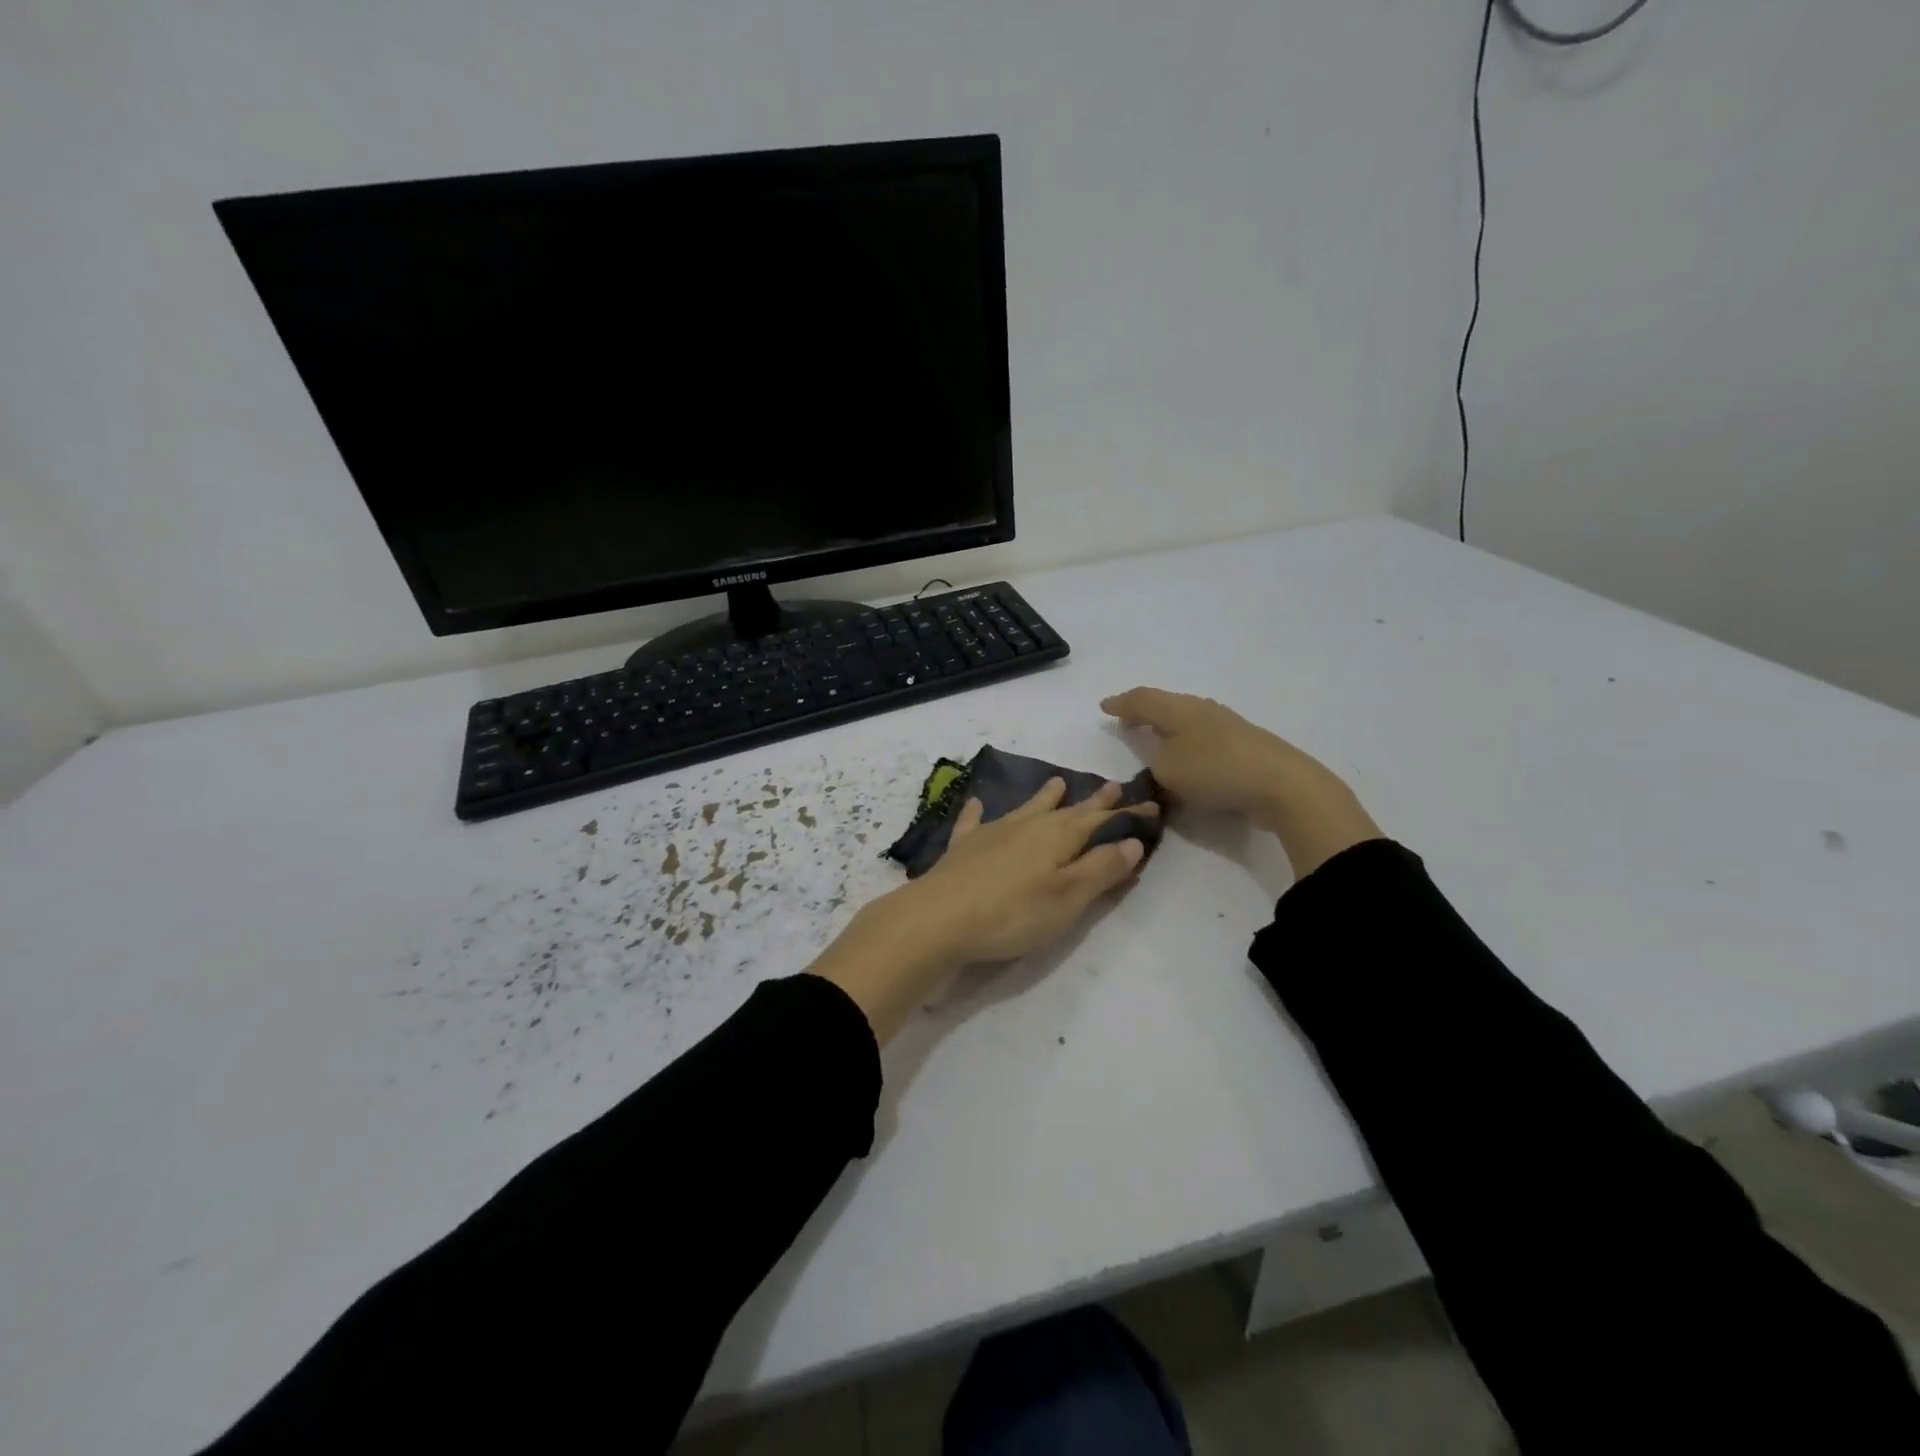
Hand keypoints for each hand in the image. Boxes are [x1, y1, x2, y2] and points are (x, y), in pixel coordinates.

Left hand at [810, 779, 1156, 1039]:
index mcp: (1058, 835)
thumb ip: (1101, 868)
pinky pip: (974, 821)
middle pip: (1067, 809)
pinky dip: (978, 812)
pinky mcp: (964, 847)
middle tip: (1112, 786)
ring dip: (1044, 797)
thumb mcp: (1069, 897)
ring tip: (1057, 782)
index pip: (1102, 820)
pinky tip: (977, 803)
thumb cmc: (1013, 913)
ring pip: (1026, 808)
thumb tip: (1132, 840)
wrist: (939, 917)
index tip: (1150, 806)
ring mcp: (992, 832)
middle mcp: (1028, 824)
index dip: (1126, 815)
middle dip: (1092, 800)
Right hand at [1101, 686, 1380, 876]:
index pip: (1142, 700)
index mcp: (1178, 709)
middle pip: (1166, 704)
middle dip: (1145, 711)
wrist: (1282, 784)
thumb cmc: (1215, 771)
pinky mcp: (1245, 745)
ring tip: (1155, 736)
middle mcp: (1202, 710)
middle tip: (1128, 718)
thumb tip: (1161, 760)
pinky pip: (1203, 738)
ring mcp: (1227, 725)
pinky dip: (1187, 743)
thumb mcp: (1168, 771)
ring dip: (1168, 727)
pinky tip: (1189, 755)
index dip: (1121, 704)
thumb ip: (1154, 763)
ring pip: (1187, 719)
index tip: (1104, 707)